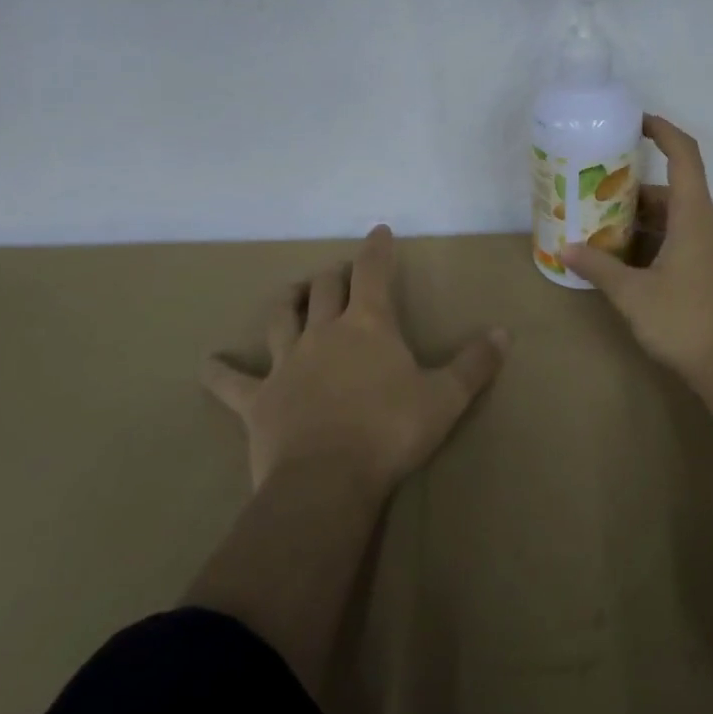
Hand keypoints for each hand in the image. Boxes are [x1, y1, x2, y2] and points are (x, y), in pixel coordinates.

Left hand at [202, 225, 508, 495]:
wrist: (327, 482)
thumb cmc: (390, 432)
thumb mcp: (445, 398)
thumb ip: (475, 364)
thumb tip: (504, 333)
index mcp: (368, 325)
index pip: (372, 271)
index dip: (376, 248)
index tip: (378, 231)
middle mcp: (324, 332)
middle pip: (324, 288)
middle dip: (334, 275)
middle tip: (343, 274)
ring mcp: (287, 363)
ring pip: (281, 317)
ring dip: (287, 301)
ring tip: (293, 294)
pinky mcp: (258, 400)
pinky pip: (232, 382)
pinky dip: (220, 372)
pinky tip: (208, 364)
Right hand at [559, 114, 712, 381]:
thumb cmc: (685, 321)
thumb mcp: (633, 294)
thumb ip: (599, 268)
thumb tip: (567, 249)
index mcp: (695, 217)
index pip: (684, 156)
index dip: (663, 131)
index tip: (636, 121)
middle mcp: (707, 226)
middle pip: (672, 191)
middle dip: (633, 189)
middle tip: (595, 192)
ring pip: (675, 220)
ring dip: (641, 220)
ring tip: (600, 227)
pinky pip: (681, 241)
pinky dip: (653, 241)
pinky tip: (624, 260)